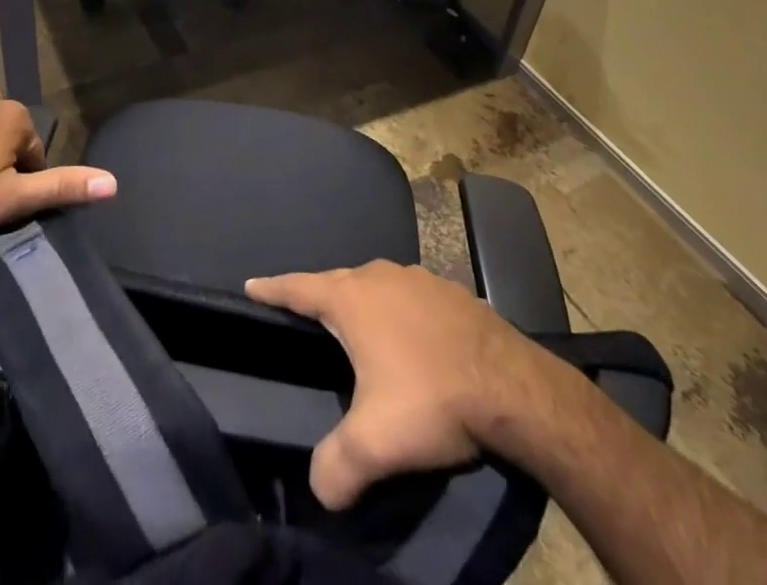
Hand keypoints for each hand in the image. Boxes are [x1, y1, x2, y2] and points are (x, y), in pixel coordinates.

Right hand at [246, 260, 554, 509]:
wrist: (515, 388)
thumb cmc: (432, 400)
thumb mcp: (375, 443)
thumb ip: (335, 466)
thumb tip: (318, 490)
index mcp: (351, 299)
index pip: (298, 288)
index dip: (272, 288)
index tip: (251, 284)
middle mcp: (379, 276)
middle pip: (338, 283)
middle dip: (320, 298)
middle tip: (308, 318)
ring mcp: (419, 278)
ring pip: (377, 286)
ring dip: (364, 304)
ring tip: (361, 330)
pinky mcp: (452, 292)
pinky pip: (412, 297)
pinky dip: (402, 312)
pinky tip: (414, 338)